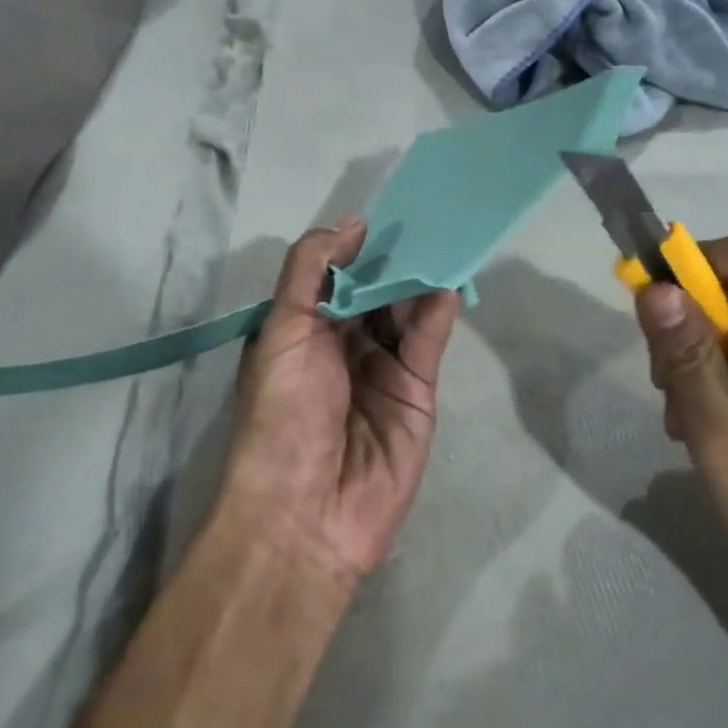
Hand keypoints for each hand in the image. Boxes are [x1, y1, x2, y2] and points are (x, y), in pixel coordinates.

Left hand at [224, 220, 460, 585]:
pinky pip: (428, 341)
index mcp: (303, 332)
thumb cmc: (282, 411)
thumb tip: (351, 225)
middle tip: (423, 219)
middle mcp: (343, 347)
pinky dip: (437, 311)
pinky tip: (445, 282)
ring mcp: (383, 369)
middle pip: (375, 292)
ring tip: (441, 240)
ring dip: (420, 279)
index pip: (335, 278)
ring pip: (405, 311)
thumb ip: (310, 270)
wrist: (306, 511)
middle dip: (394, 260)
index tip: (382, 216)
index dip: (356, 250)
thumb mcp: (282, 329)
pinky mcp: (417, 391)